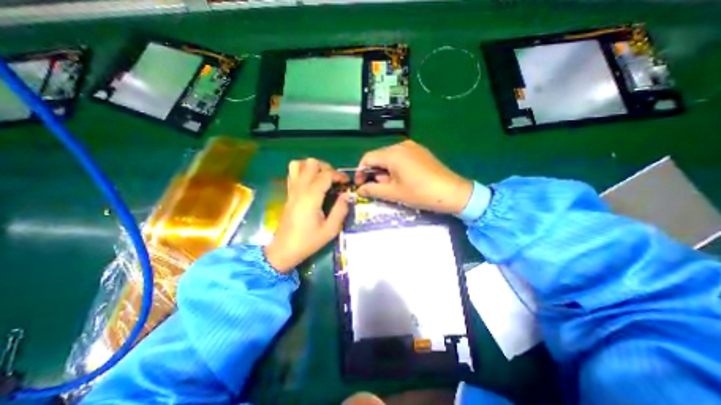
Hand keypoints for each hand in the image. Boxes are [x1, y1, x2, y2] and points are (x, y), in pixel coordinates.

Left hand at [265, 158, 348, 271]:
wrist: (284, 249)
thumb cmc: (308, 241)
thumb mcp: (330, 229)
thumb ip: (341, 210)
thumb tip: (347, 195)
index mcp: (311, 196)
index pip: (326, 174)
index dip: (339, 175)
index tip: (347, 182)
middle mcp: (300, 188)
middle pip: (312, 163)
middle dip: (327, 168)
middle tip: (335, 180)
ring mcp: (292, 189)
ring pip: (299, 164)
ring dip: (313, 167)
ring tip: (322, 178)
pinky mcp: (288, 193)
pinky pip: (293, 173)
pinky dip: (303, 171)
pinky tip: (311, 182)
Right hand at [354, 139, 474, 214]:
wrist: (452, 192)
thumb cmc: (420, 193)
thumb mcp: (394, 193)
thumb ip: (373, 190)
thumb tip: (359, 190)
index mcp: (392, 154)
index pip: (367, 158)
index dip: (360, 171)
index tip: (360, 184)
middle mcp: (401, 145)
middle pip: (379, 156)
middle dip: (374, 172)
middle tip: (379, 188)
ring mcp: (412, 147)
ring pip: (390, 157)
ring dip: (385, 171)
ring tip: (392, 185)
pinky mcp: (420, 151)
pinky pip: (401, 157)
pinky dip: (396, 167)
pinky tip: (403, 179)